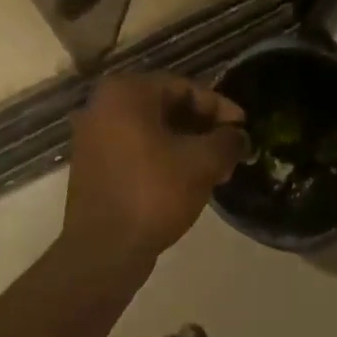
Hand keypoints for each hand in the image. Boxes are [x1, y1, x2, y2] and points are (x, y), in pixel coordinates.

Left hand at [62, 73, 247, 265]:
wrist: (105, 248)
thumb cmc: (154, 193)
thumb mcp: (203, 163)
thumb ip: (227, 141)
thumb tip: (239, 137)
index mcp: (126, 93)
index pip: (185, 88)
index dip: (220, 107)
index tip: (244, 130)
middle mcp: (102, 107)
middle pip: (167, 108)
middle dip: (204, 129)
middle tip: (232, 151)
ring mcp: (93, 138)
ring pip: (153, 132)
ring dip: (187, 146)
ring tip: (217, 171)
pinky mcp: (93, 167)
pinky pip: (137, 151)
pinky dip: (164, 159)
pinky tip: (188, 182)